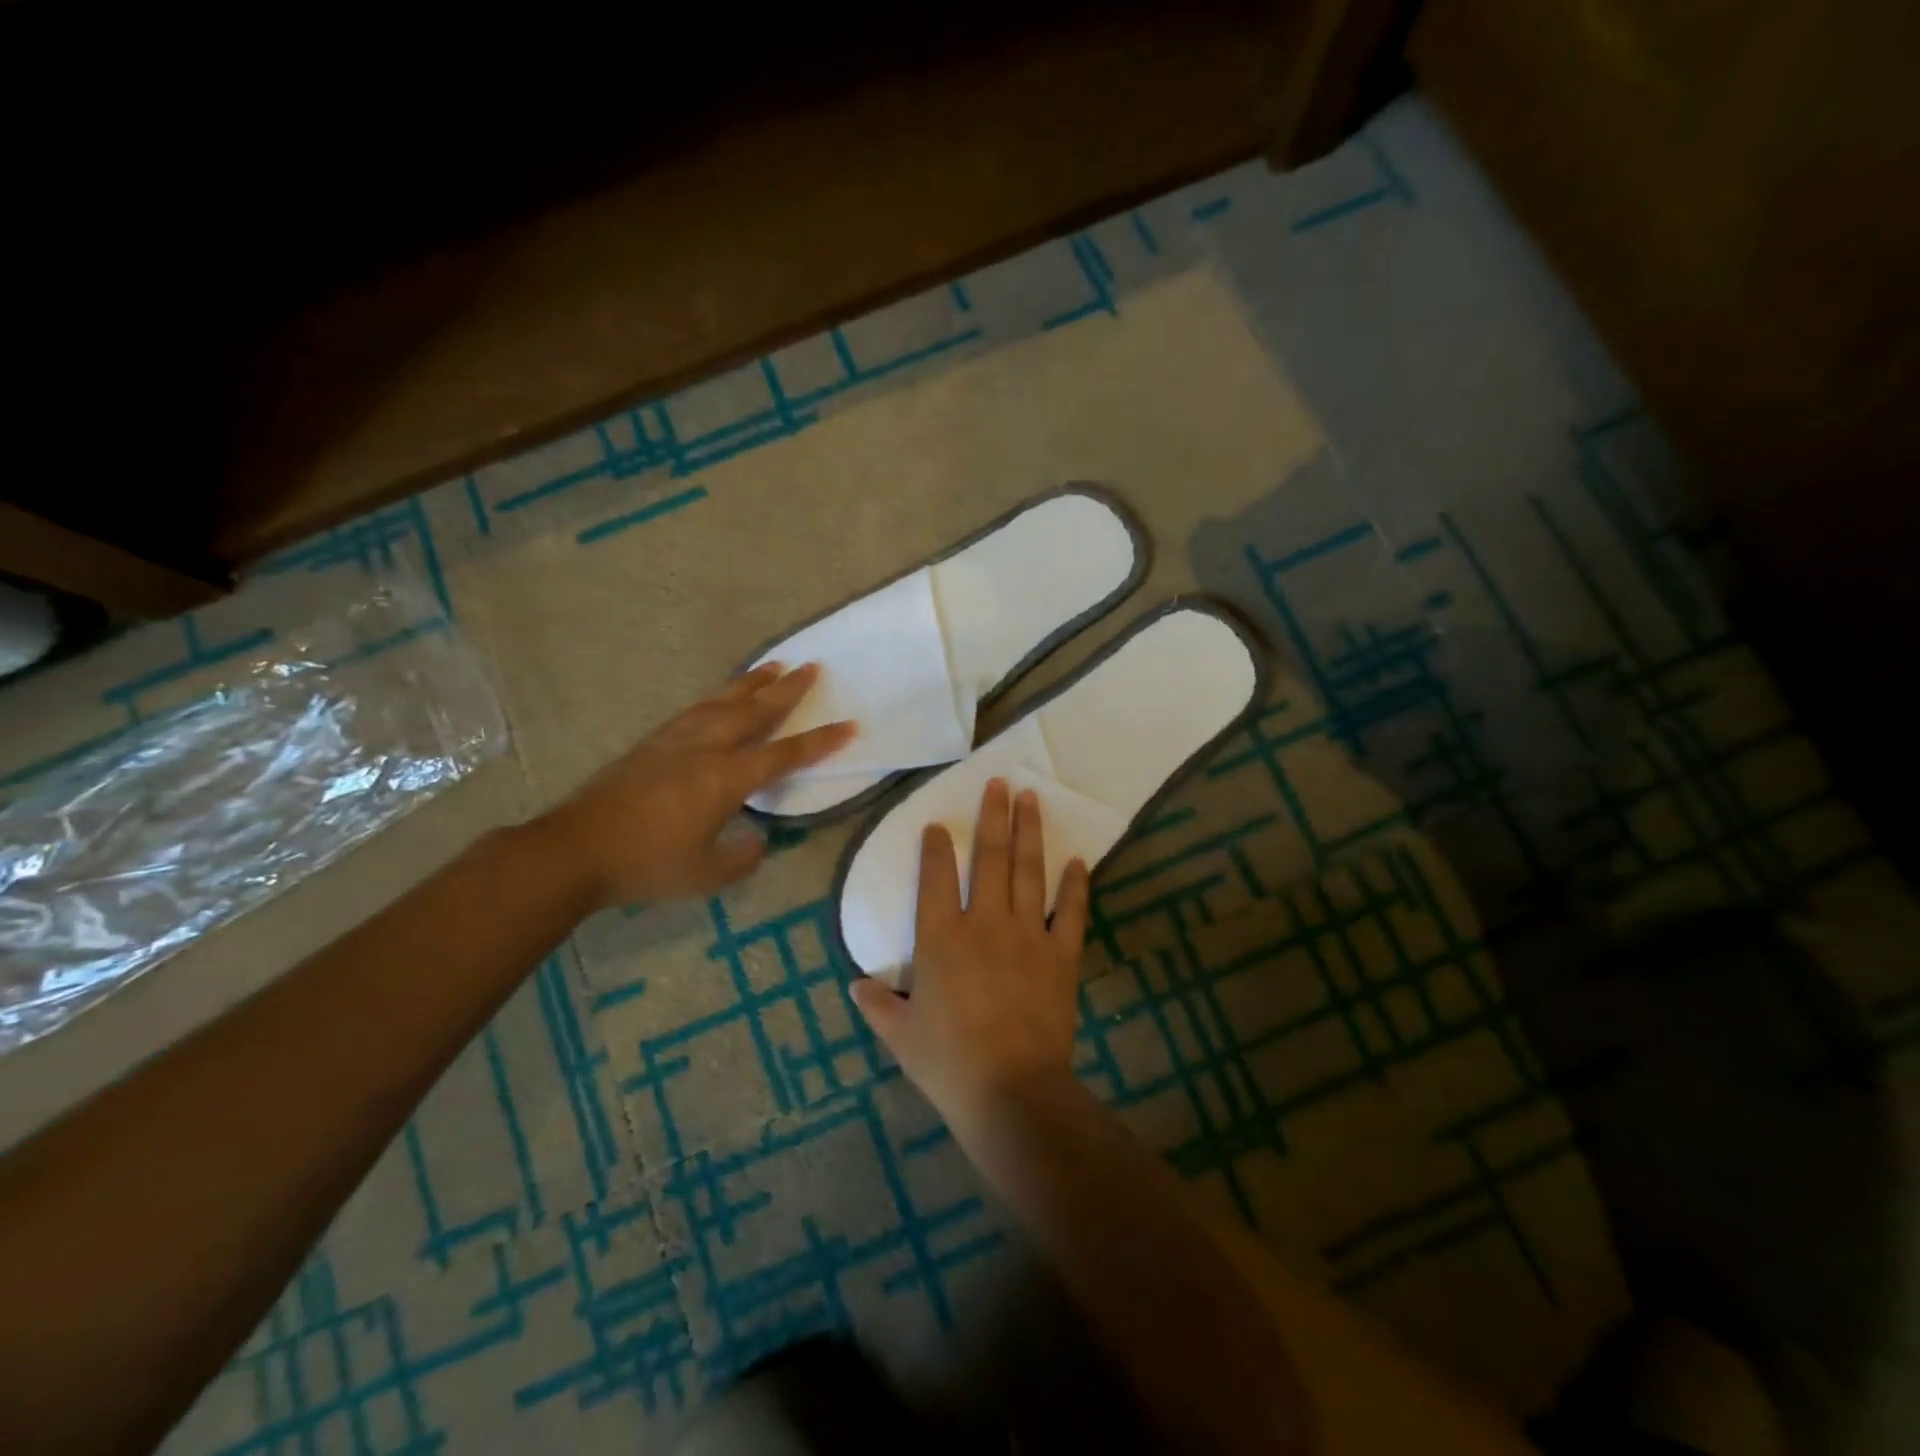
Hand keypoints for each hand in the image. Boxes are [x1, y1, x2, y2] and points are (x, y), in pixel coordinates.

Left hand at [545, 662, 853, 909]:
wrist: (576, 849)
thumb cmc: (647, 864)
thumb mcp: (707, 874)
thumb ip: (743, 857)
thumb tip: (761, 842)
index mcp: (726, 778)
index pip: (785, 755)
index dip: (820, 742)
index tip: (849, 725)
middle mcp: (706, 748)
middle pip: (755, 710)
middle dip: (787, 689)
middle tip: (811, 666)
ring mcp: (676, 740)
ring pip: (723, 701)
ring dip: (752, 682)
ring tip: (772, 665)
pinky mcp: (653, 742)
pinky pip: (696, 708)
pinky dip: (718, 696)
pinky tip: (720, 697)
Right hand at [851, 778, 1090, 1134]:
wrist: (1011, 1089)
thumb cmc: (948, 1062)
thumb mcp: (901, 1035)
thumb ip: (877, 1005)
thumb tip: (856, 986)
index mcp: (941, 937)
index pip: (935, 877)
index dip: (936, 846)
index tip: (938, 824)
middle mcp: (985, 922)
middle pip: (989, 857)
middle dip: (993, 815)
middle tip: (999, 782)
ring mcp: (1027, 934)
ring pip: (1028, 870)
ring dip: (1029, 832)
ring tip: (1031, 798)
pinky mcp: (1061, 954)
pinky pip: (1070, 911)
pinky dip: (1075, 885)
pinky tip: (1078, 860)